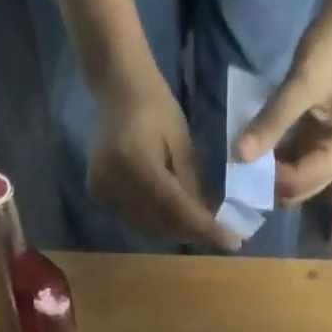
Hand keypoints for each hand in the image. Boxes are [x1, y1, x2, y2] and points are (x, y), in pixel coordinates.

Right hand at [91, 68, 242, 250]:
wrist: (118, 89)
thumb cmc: (156, 107)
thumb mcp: (182, 143)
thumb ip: (193, 186)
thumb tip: (209, 223)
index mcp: (136, 161)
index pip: (176, 207)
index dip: (205, 228)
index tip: (232, 242)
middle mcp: (115, 181)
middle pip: (162, 223)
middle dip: (193, 233)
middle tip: (220, 236)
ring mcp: (103, 191)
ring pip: (149, 228)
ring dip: (177, 232)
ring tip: (200, 229)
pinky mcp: (99, 196)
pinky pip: (136, 222)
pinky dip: (158, 225)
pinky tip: (175, 220)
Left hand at [235, 0, 331, 205]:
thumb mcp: (303, 83)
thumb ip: (272, 122)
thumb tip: (239, 156)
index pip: (301, 182)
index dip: (270, 180)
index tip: (240, 166)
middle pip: (299, 189)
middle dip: (270, 184)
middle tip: (237, 169)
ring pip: (294, 178)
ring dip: (270, 172)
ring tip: (243, 160)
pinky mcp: (321, 139)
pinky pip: (294, 159)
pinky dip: (275, 157)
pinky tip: (256, 147)